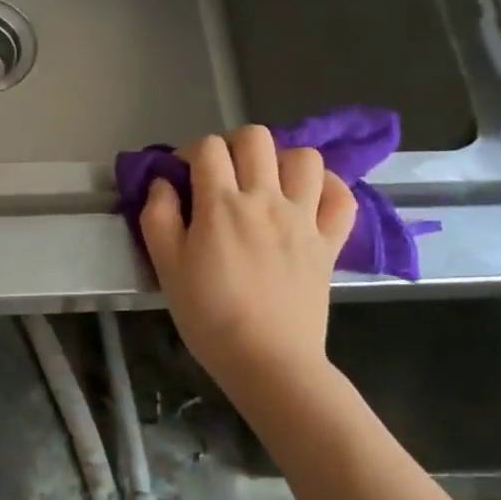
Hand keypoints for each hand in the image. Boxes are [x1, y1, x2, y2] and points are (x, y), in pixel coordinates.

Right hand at [139, 126, 356, 395]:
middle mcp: (266, 200)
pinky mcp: (330, 241)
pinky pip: (342, 196)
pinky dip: (326, 187)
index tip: (181, 176)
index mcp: (221, 205)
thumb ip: (158, 217)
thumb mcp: (166, 267)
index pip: (207, 148)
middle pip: (255, 138)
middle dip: (231, 145)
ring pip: (304, 157)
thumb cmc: (209, 316)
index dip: (189, 153)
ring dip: (279, 160)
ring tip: (264, 183)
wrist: (267, 361)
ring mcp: (304, 218)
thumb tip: (163, 184)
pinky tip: (307, 197)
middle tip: (220, 174)